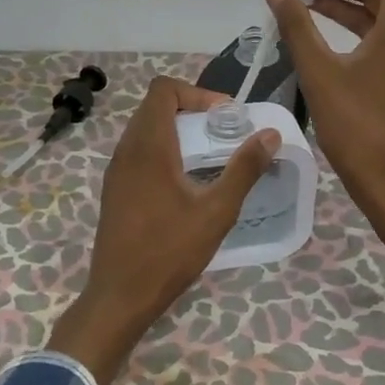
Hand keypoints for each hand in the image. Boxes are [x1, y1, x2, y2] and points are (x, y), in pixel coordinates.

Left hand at [49, 76, 280, 384]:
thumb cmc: (170, 251)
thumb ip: (244, 169)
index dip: (196, 92)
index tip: (224, 116)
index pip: (163, 90)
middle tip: (223, 133)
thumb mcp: (216, 212)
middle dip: (191, 110)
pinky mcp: (115, 190)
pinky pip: (138, 152)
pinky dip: (163, 151)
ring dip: (177, 131)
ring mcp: (116, 171)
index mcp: (149, 147)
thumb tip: (270, 134)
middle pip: (155, 107)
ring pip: (145, 130)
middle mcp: (127, 151)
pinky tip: (185, 182)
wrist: (120, 295)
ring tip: (209, 156)